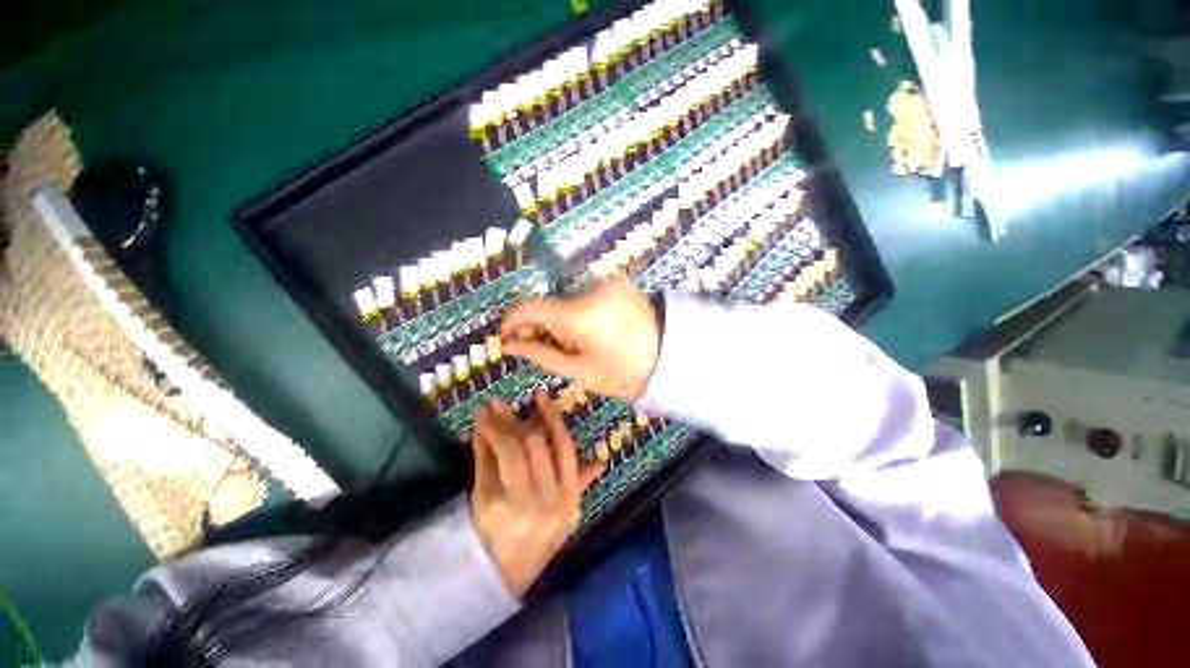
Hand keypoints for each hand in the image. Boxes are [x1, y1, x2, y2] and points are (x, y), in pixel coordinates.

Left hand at [470, 392, 603, 595]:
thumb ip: (580, 483)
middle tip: (502, 402)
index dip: (552, 417)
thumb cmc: (538, 540)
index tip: (541, 395)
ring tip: (486, 409)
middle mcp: (545, 498)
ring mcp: (516, 502)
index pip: (564, 447)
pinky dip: (481, 443)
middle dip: (516, 418)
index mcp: (568, 497)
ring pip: (509, 449)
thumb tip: (600, 460)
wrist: (502, 577)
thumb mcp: (566, 515)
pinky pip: (485, 464)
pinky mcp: (488, 506)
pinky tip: (478, 430)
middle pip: (534, 443)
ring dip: (496, 425)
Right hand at [501, 280, 660, 400]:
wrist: (670, 355)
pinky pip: (588, 295)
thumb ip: (541, 354)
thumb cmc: (623, 372)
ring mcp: (606, 282)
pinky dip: (583, 310)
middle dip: (545, 325)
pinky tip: (597, 329)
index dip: (513, 320)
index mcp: (578, 314)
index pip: (531, 307)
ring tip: (582, 341)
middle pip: (551, 304)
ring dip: (565, 318)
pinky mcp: (618, 282)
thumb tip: (509, 345)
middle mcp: (589, 288)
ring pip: (569, 299)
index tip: (506, 335)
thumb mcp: (579, 369)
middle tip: (554, 347)